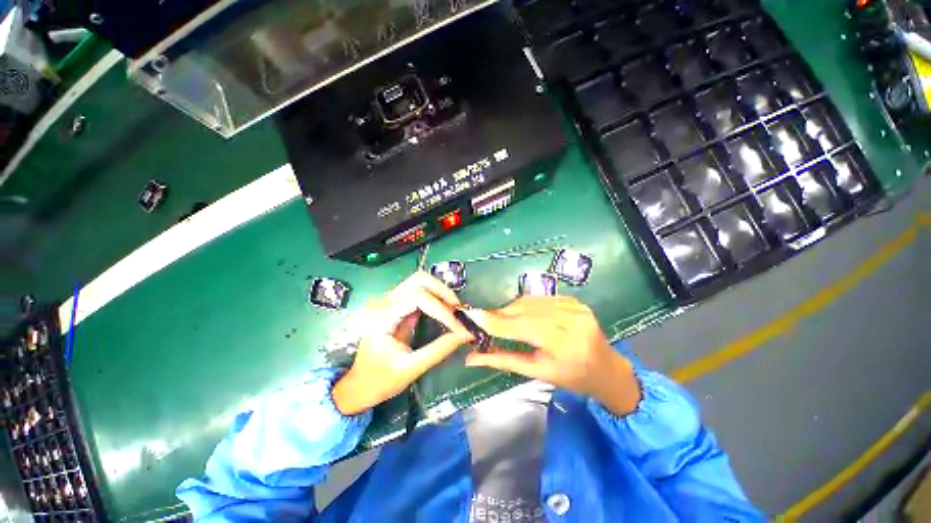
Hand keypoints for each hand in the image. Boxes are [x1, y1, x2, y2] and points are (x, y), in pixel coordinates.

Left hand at [332, 272, 473, 414]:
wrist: (360, 386)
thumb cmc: (381, 380)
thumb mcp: (411, 368)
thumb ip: (439, 349)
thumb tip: (466, 334)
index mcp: (383, 317)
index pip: (418, 298)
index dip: (442, 310)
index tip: (458, 326)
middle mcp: (385, 303)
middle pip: (418, 280)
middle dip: (442, 292)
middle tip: (458, 310)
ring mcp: (390, 302)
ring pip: (420, 282)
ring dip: (440, 292)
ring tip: (454, 311)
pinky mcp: (397, 307)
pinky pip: (419, 293)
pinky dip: (435, 298)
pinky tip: (445, 312)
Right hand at [463, 296, 640, 415]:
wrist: (607, 369)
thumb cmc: (572, 377)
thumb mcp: (538, 372)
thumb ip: (503, 361)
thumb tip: (471, 358)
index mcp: (563, 343)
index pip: (520, 327)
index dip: (494, 321)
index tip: (472, 317)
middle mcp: (569, 319)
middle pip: (523, 310)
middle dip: (499, 314)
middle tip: (481, 319)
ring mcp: (573, 305)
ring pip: (529, 301)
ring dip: (510, 309)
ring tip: (500, 319)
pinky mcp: (573, 299)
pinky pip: (539, 298)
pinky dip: (525, 305)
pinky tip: (520, 314)